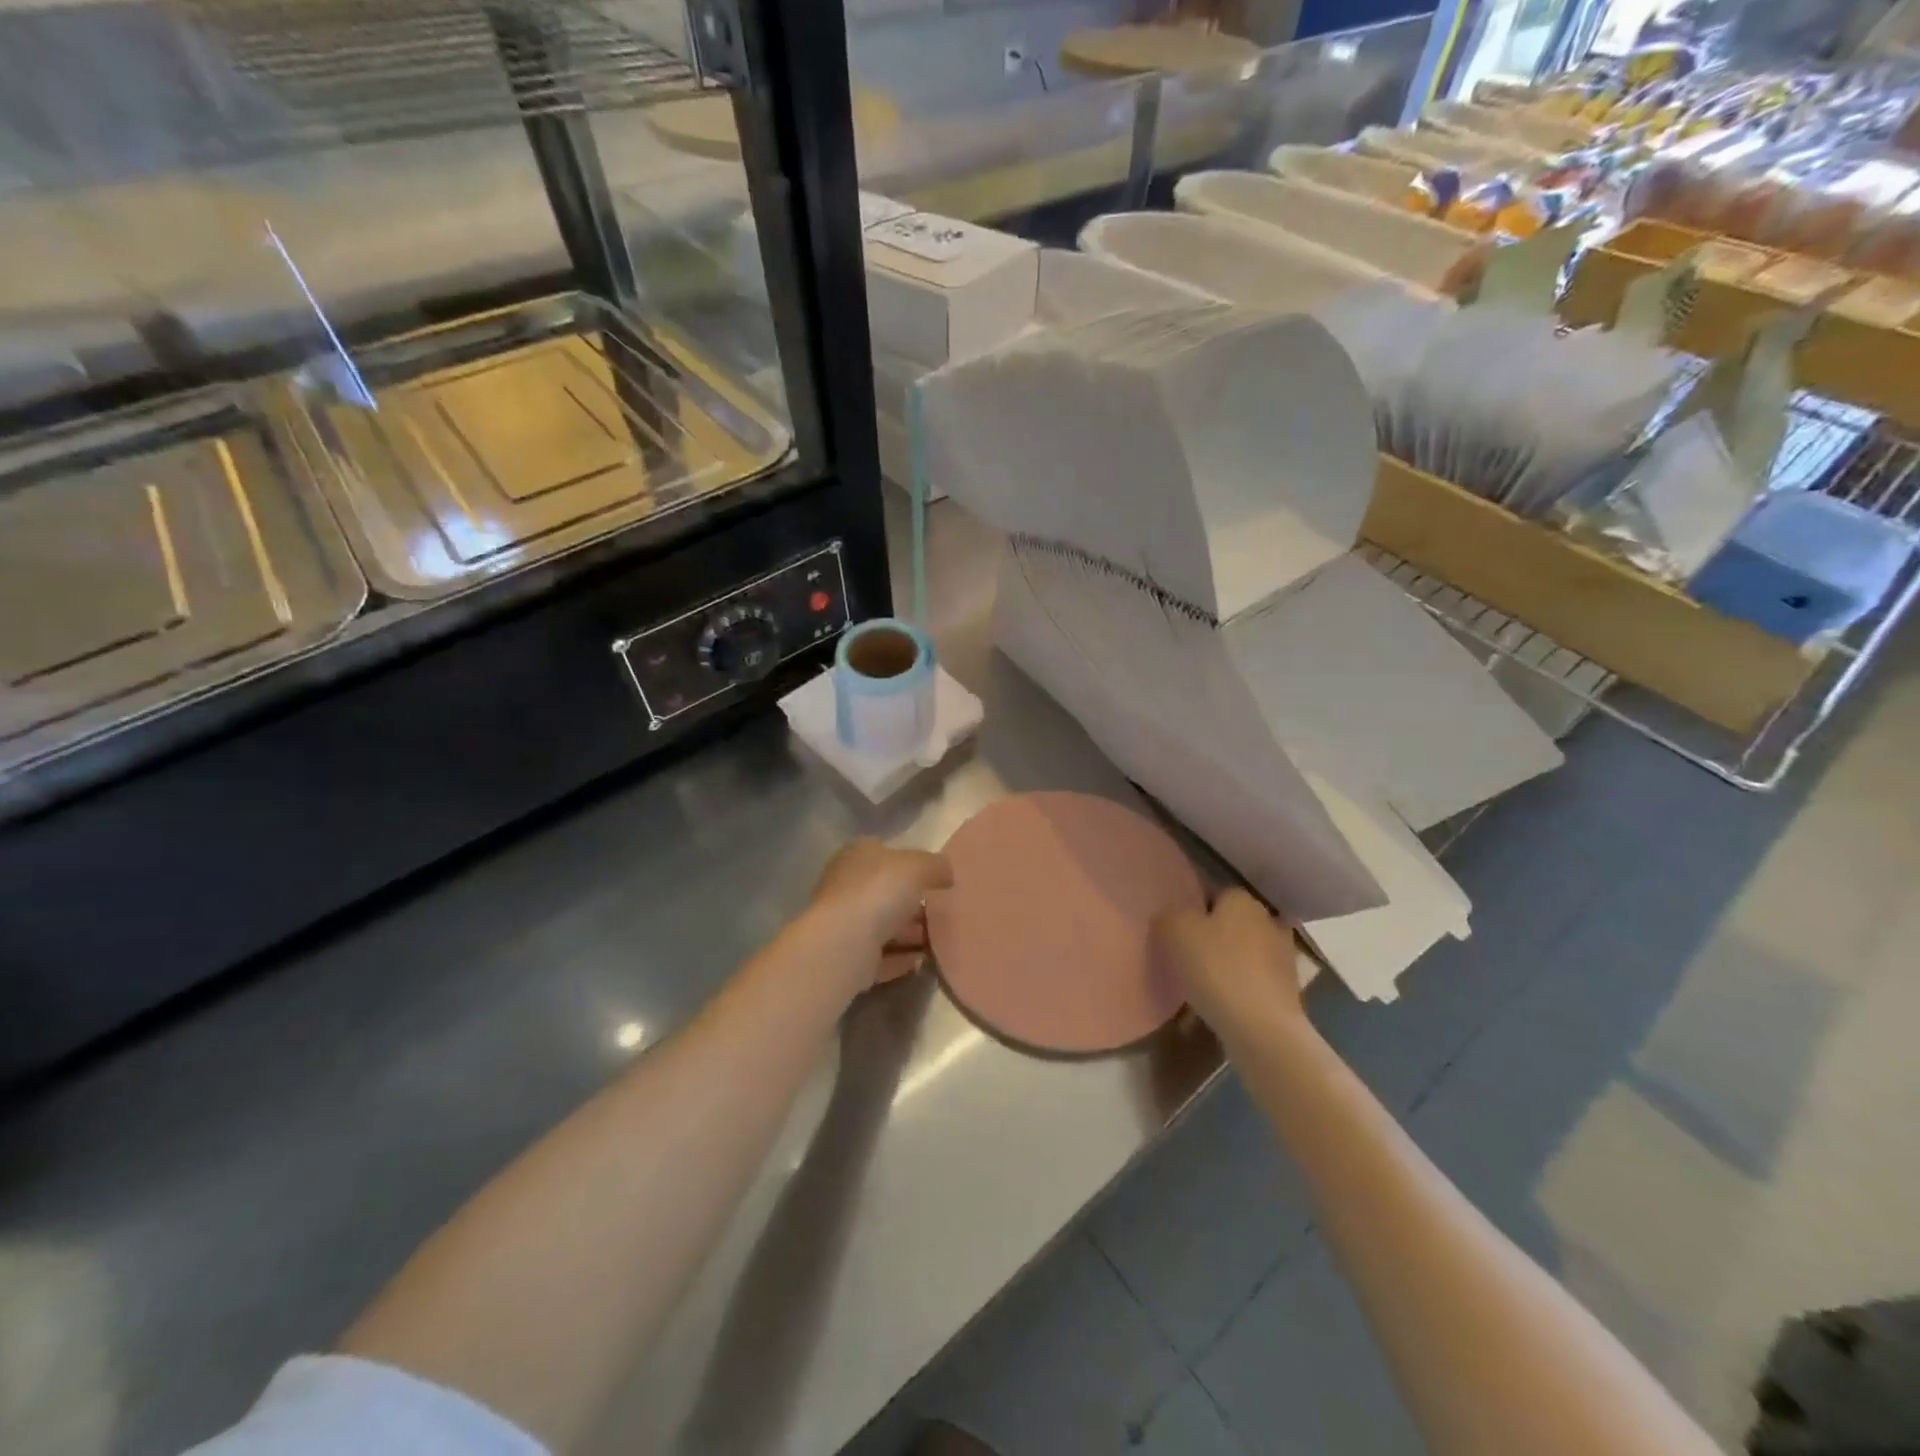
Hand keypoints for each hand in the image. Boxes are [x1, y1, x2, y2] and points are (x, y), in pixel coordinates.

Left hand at [808, 839, 953, 986]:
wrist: (844, 944)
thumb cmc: (879, 891)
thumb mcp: (918, 866)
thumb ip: (935, 866)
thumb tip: (946, 874)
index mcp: (856, 855)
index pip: (882, 852)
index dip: (908, 862)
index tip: (933, 878)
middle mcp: (844, 886)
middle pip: (884, 892)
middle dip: (912, 903)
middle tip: (941, 913)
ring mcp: (843, 923)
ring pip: (882, 926)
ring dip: (909, 934)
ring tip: (939, 942)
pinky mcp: (847, 957)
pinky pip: (880, 956)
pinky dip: (900, 959)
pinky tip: (921, 962)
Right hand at [1153, 889, 1307, 1039]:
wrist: (1262, 1028)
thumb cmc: (1216, 969)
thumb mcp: (1175, 931)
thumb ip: (1168, 916)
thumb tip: (1170, 917)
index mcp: (1242, 899)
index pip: (1216, 892)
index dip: (1195, 909)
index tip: (1179, 930)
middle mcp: (1268, 920)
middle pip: (1233, 922)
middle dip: (1215, 936)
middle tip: (1188, 956)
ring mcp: (1283, 956)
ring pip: (1246, 953)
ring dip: (1229, 964)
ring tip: (1202, 984)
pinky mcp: (1289, 990)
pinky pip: (1255, 981)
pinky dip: (1240, 989)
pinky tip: (1221, 1005)